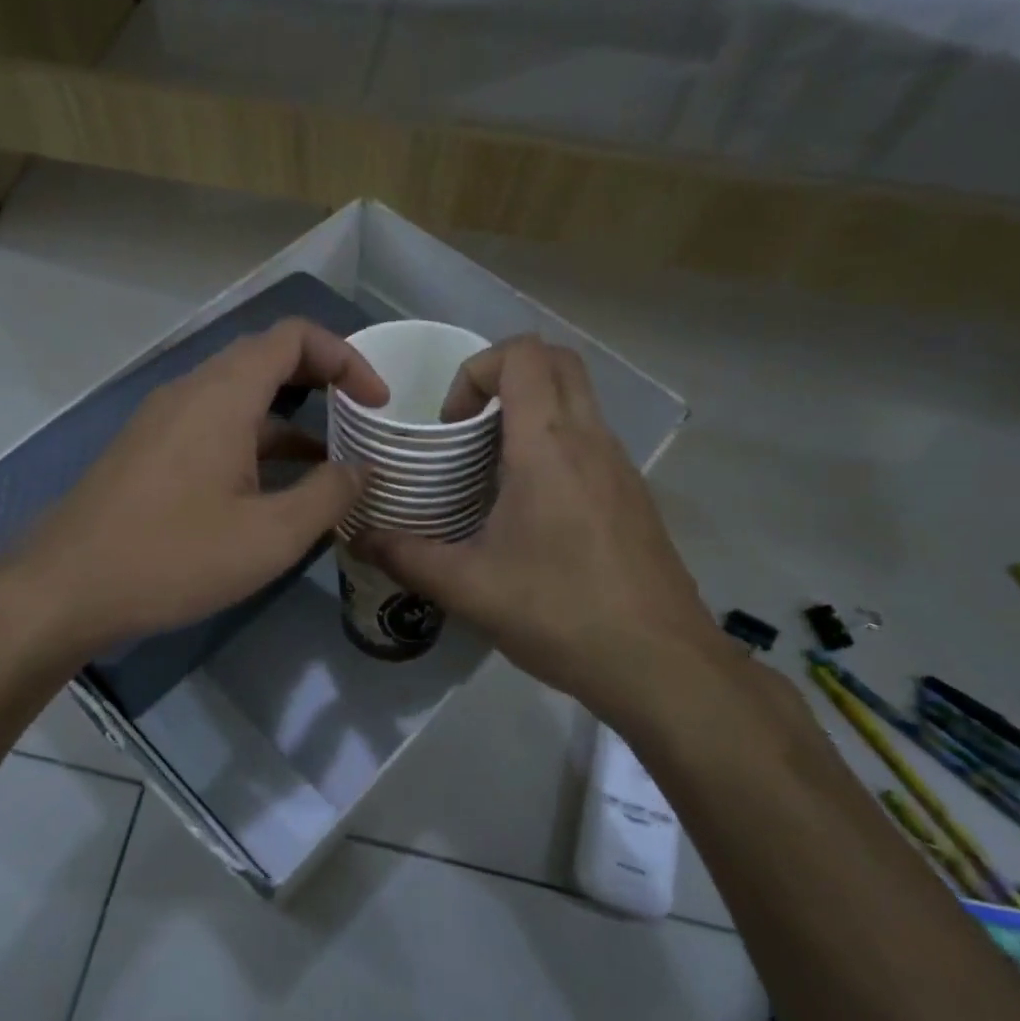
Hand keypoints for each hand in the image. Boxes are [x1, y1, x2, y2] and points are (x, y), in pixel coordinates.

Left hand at [11, 318, 387, 656]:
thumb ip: (327, 495)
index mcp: (223, 395)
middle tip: (360, 418)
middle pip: (266, 359)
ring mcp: (163, 420)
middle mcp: (191, 392)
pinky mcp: (148, 450)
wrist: (63, 589)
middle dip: (321, 381)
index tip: (377, 402)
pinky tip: (271, 490)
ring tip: (329, 464)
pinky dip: (253, 442)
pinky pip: (213, 426)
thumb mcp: (269, 536)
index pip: (294, 337)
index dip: (346, 357)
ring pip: (239, 397)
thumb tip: (360, 470)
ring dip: (288, 419)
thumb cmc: (173, 557)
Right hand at [358, 336, 737, 718]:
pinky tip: (531, 510)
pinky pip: (591, 440)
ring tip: (491, 469)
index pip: (523, 354)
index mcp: (549, 446)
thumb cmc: (561, 614)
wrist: (661, 666)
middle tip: (468, 428)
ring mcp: (620, 467)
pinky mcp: (634, 496)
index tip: (450, 424)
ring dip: (532, 411)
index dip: (475, 370)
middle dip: (504, 375)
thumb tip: (358, 538)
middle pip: (557, 361)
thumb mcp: (469, 589)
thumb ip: (406, 556)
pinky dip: (555, 443)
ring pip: (579, 399)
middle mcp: (591, 440)